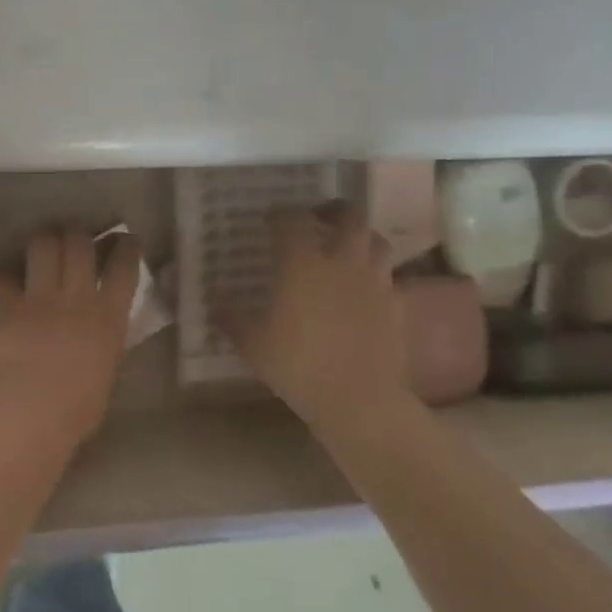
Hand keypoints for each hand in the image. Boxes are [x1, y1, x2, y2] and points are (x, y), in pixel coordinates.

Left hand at [0, 228, 143, 443]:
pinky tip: (3, 282)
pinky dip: (3, 278)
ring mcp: (39, 296)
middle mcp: (76, 296)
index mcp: (109, 317)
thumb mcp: (105, 374)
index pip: (124, 269)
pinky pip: (3, 277)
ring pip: (43, 245)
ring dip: (42, 240)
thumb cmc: (77, 408)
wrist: (31, 408)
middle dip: (77, 235)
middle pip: (80, 244)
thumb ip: (103, 348)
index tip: (126, 239)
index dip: (126, 248)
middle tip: (73, 236)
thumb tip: (98, 342)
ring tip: (41, 243)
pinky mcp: (7, 303)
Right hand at [223, 203, 405, 432]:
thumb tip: (215, 300)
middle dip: (333, 210)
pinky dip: (376, 276)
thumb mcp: (252, 344)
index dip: (279, 214)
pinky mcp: (397, 306)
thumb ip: (231, 317)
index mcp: (302, 263)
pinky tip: (364, 290)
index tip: (270, 219)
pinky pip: (390, 278)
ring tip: (345, 248)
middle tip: (318, 218)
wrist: (359, 400)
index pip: (291, 220)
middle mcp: (341, 262)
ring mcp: (374, 282)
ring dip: (360, 238)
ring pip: (376, 241)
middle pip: (349, 216)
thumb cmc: (298, 366)